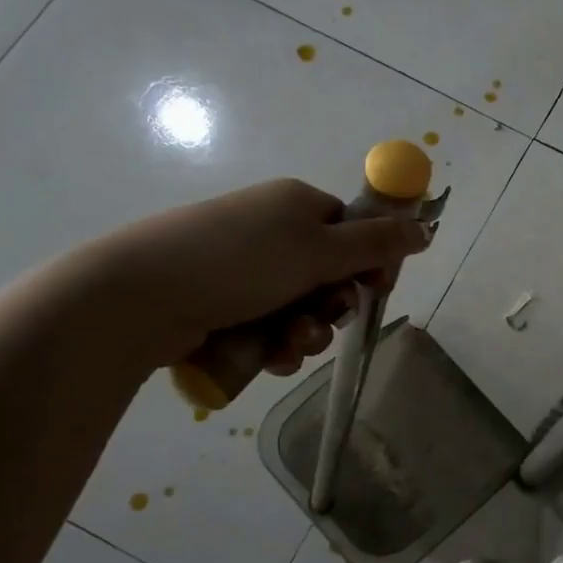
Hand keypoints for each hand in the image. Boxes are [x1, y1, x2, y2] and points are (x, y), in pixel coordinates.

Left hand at [83, 179, 431, 374]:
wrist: (137, 296)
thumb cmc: (239, 262)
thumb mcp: (319, 250)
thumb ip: (377, 243)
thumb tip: (425, 228)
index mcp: (295, 205)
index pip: (351, 230)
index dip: (368, 262)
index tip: (374, 289)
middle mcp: (270, 231)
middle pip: (328, 274)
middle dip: (331, 306)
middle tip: (322, 319)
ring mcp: (241, 268)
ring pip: (299, 307)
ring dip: (305, 332)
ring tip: (287, 347)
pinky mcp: (218, 303)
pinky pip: (266, 326)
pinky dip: (274, 345)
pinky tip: (267, 358)